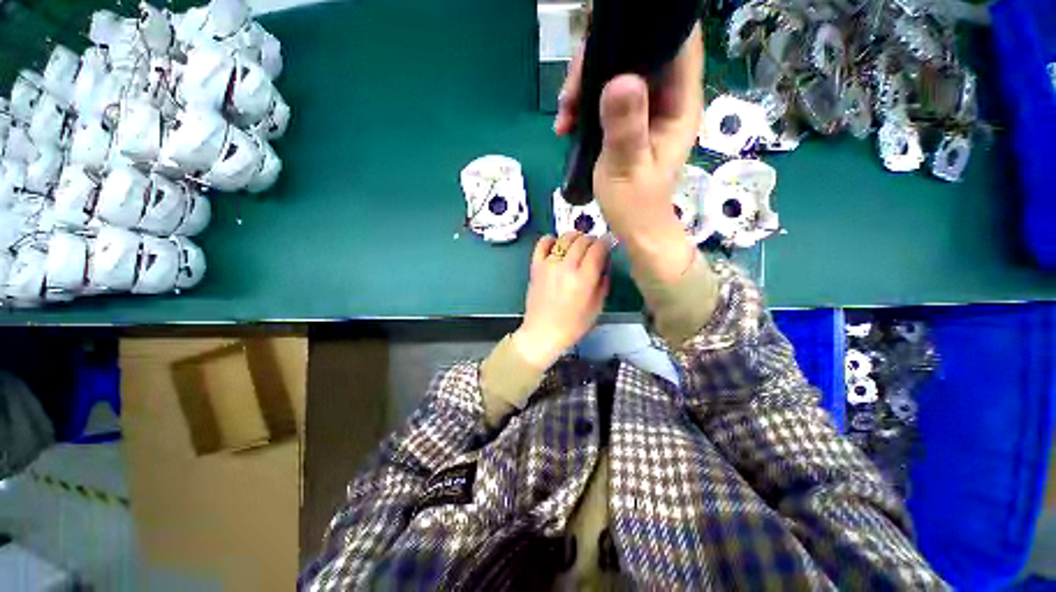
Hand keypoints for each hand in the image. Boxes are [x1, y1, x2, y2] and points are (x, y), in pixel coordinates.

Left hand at [513, 232, 609, 368]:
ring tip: (578, 244)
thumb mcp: (598, 306)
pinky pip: (543, 243)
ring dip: (575, 237)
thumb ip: (603, 281)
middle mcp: (566, 267)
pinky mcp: (535, 266)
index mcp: (584, 279)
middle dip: (592, 239)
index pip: (598, 249)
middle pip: (583, 240)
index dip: (606, 241)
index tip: (609, 241)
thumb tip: (605, 261)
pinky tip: (557, 245)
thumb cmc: (573, 324)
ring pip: (565, 238)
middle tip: (595, 246)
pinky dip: (551, 239)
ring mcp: (549, 264)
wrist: (543, 332)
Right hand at [555, 23, 703, 282]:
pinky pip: (604, 98)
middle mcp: (665, 99)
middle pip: (637, 53)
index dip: (646, 29)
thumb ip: (625, 128)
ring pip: (616, 73)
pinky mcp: (627, 122)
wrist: (633, 228)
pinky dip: (583, 105)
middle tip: (571, 93)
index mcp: (678, 104)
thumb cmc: (635, 205)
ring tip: (564, 115)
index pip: (675, 42)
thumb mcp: (626, 169)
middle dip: (599, 63)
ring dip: (585, 86)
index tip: (606, 40)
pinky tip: (566, 125)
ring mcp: (645, 110)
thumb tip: (618, 80)